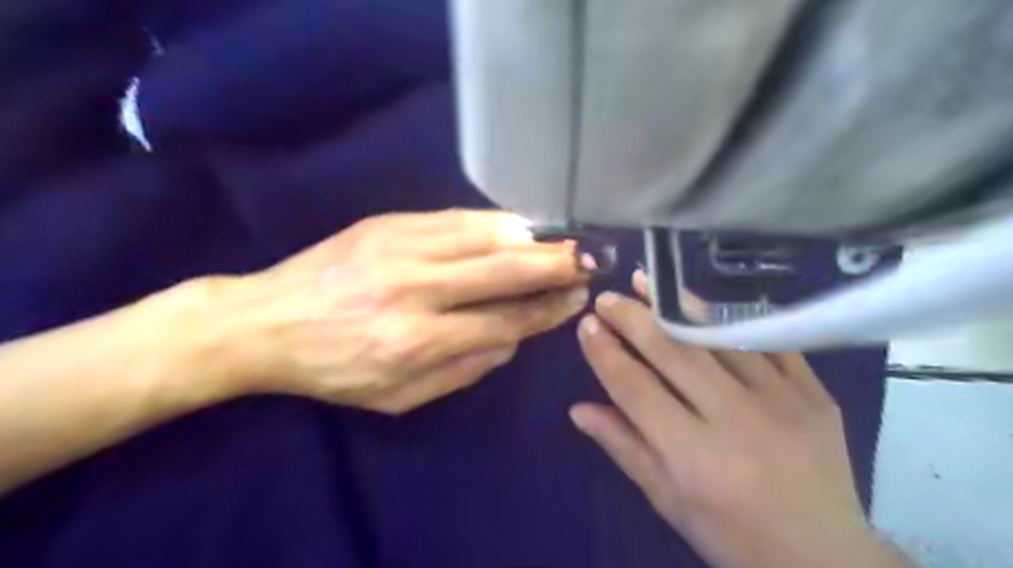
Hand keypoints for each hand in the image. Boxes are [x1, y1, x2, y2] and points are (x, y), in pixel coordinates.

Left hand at [206, 211, 585, 413]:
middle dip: (554, 266)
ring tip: (563, 242)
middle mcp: (417, 289)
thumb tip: (513, 339)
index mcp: (419, 341)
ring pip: (485, 236)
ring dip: (532, 239)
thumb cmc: (335, 370)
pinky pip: (456, 217)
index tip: (575, 300)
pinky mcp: (389, 222)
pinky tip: (519, 226)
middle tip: (588, 262)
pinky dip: (495, 222)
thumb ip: (464, 371)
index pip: (504, 320)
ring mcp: (402, 247)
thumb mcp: (399, 398)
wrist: (267, 322)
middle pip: (503, 271)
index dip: (546, 310)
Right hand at [568, 271, 910, 567]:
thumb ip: (624, 447)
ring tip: (646, 281)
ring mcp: (783, 400)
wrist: (826, 557)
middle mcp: (737, 420)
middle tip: (608, 297)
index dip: (606, 354)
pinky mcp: (814, 392)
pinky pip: (767, 340)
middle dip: (633, 319)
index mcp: (695, 457)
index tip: (586, 325)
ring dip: (676, 305)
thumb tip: (579, 408)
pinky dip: (730, 317)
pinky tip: (703, 302)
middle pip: (673, 353)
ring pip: (718, 336)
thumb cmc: (733, 535)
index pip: (636, 389)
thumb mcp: (668, 501)